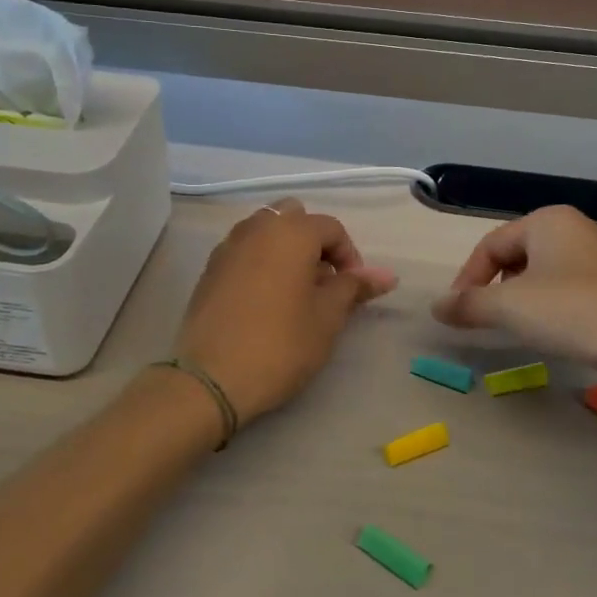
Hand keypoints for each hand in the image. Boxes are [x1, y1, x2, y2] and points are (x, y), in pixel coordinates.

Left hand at [176, 200, 397, 425]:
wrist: (211, 378)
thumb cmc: (280, 344)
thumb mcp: (327, 318)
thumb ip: (354, 288)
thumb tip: (386, 275)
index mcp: (291, 232)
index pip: (331, 228)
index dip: (349, 257)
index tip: (353, 290)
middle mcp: (257, 228)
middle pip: (294, 218)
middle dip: (314, 243)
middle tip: (323, 282)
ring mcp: (228, 246)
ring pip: (265, 231)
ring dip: (286, 249)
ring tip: (295, 291)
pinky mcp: (210, 269)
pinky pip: (244, 250)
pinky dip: (261, 262)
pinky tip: (266, 300)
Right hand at [433, 205, 596, 375]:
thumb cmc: (577, 312)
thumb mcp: (511, 307)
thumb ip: (468, 304)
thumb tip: (436, 307)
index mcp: (548, 221)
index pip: (490, 245)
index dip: (467, 279)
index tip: (456, 314)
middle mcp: (574, 230)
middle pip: (515, 257)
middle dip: (493, 289)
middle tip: (482, 321)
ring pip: (541, 276)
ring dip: (520, 301)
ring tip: (514, 329)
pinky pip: (566, 291)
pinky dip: (548, 309)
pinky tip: (552, 334)